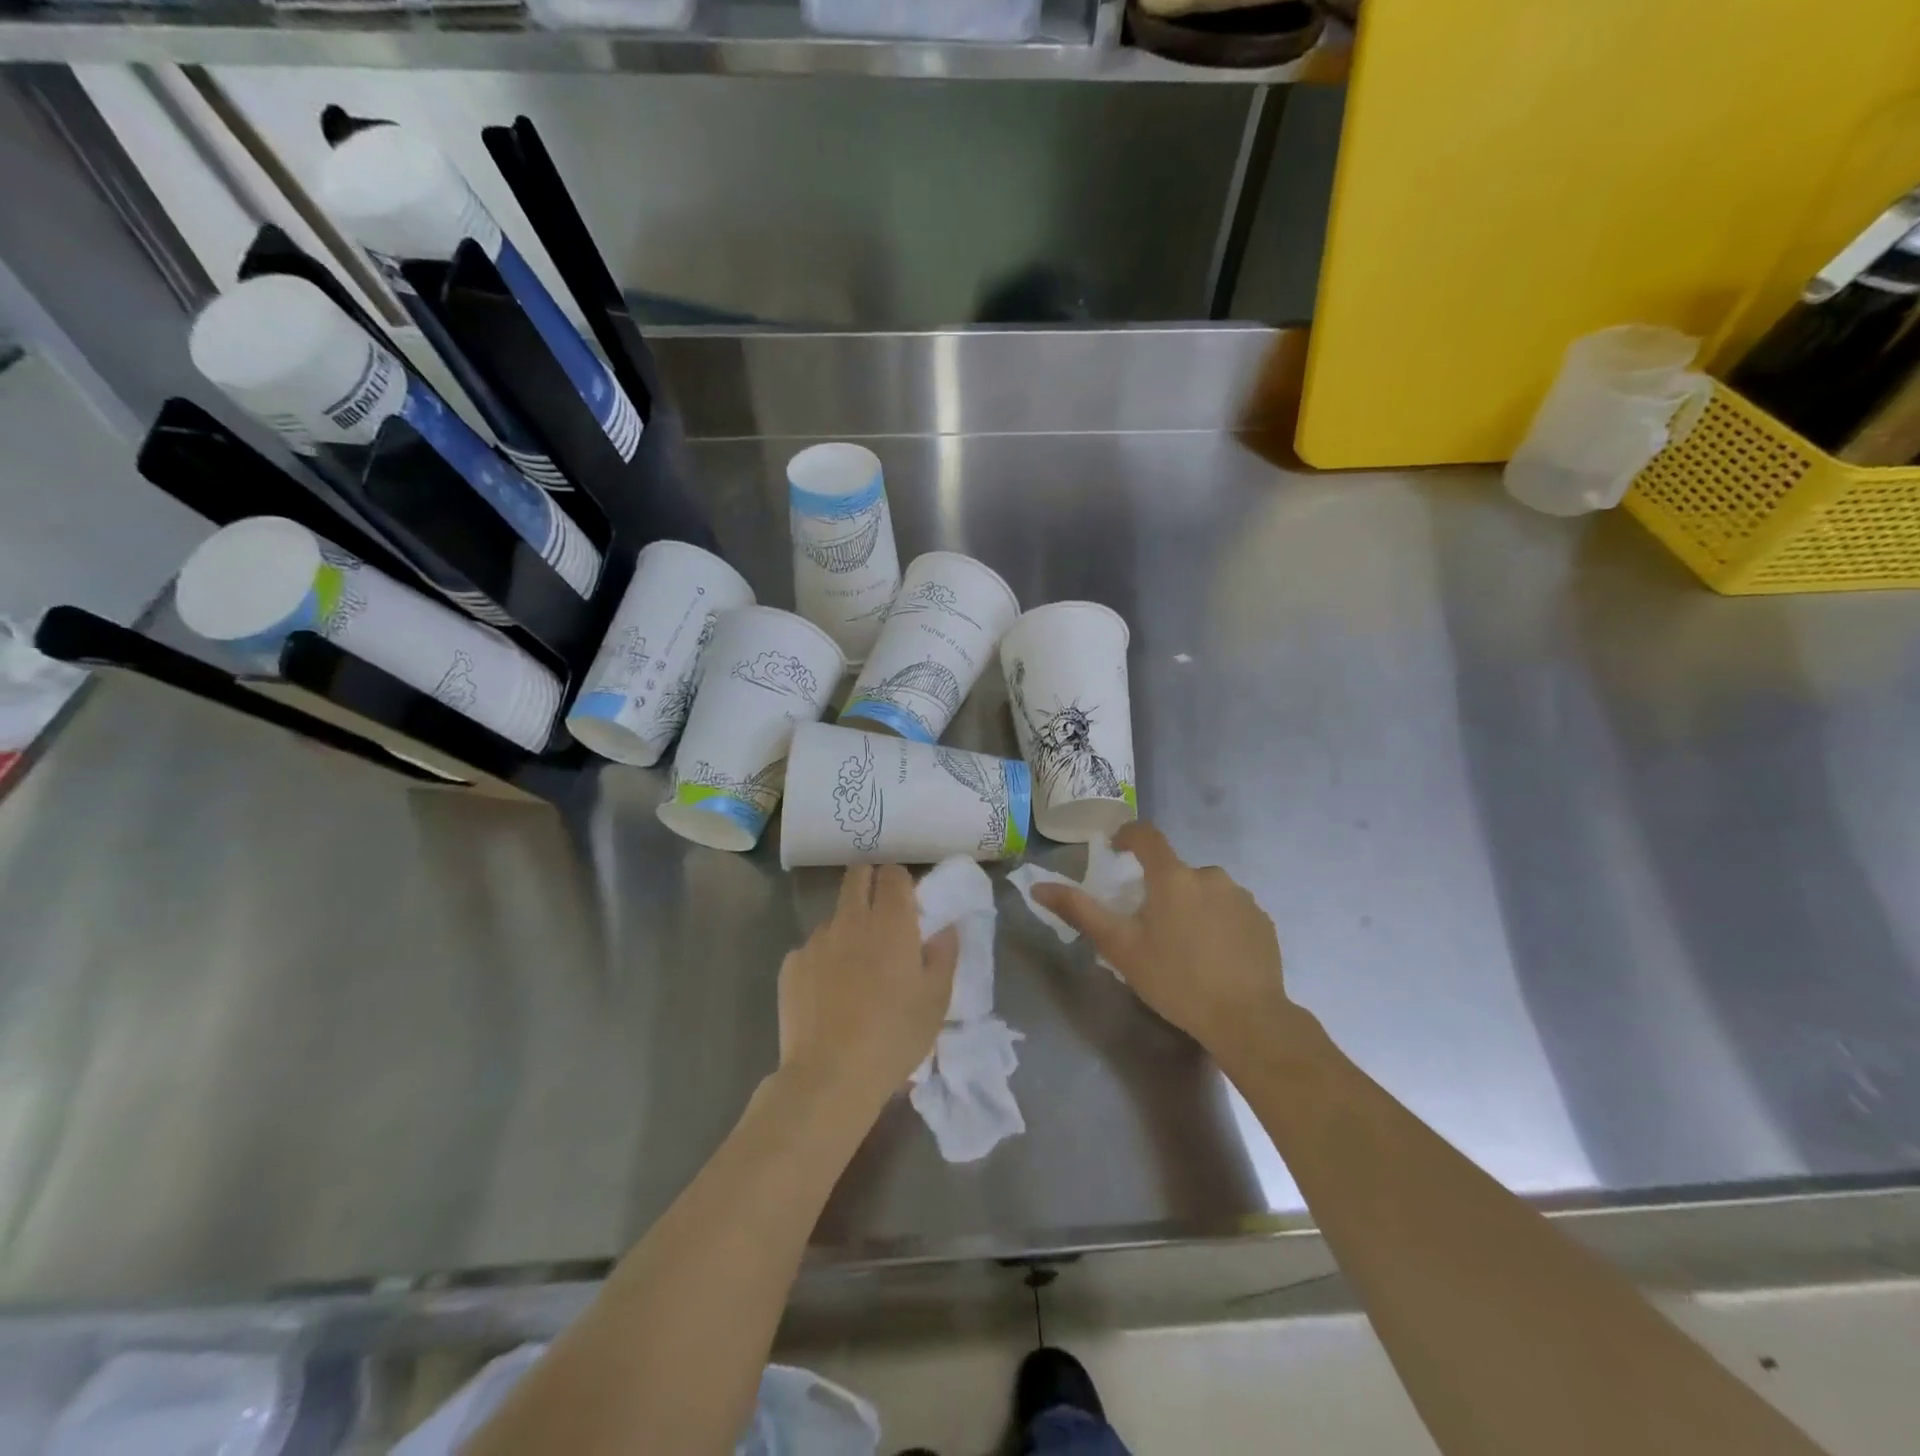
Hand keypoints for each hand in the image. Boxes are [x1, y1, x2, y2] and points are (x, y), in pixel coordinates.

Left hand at [778, 864, 958, 1116]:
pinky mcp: (791, 965)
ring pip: (834, 916)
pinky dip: (823, 960)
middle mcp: (850, 920)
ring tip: (855, 970)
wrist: (830, 1076)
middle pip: (857, 876)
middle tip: (881, 916)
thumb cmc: (894, 1036)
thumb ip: (944, 955)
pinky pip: (812, 949)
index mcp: (891, 922)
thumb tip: (945, 928)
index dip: (900, 882)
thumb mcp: (936, 1000)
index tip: (908, 903)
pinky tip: (829, 994)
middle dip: (869, 883)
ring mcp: (816, 940)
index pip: (893, 873)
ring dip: (847, 928)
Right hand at [1031, 822, 1294, 1071]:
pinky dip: (1217, 923)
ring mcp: (1242, 897)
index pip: (1147, 836)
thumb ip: (1080, 911)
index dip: (1128, 836)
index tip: (1116, 851)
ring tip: (1184, 947)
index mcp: (1173, 877)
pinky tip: (1214, 957)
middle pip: (1175, 871)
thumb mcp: (1120, 948)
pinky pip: (1230, 910)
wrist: (1248, 1021)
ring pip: (1204, 891)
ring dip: (1190, 906)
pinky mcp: (1263, 920)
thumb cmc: (1176, 981)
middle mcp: (1210, 875)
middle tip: (1149, 926)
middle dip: (1159, 889)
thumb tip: (1038, 886)